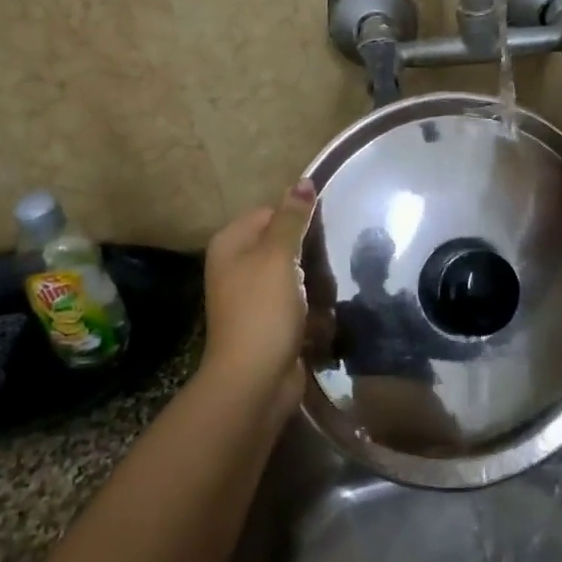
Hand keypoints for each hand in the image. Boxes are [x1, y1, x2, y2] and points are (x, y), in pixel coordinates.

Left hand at [200, 182, 317, 404]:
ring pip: (293, 274)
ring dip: (314, 281)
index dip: (297, 220)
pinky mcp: (268, 323)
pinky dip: (310, 307)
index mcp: (230, 244)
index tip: (323, 232)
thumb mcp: (278, 256)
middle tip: (329, 259)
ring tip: (331, 287)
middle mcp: (236, 267)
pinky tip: (325, 312)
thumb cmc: (263, 310)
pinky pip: (295, 303)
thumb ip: (292, 218)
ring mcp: (251, 297)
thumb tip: (303, 180)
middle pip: (282, 244)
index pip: (269, 213)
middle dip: (308, 252)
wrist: (254, 381)